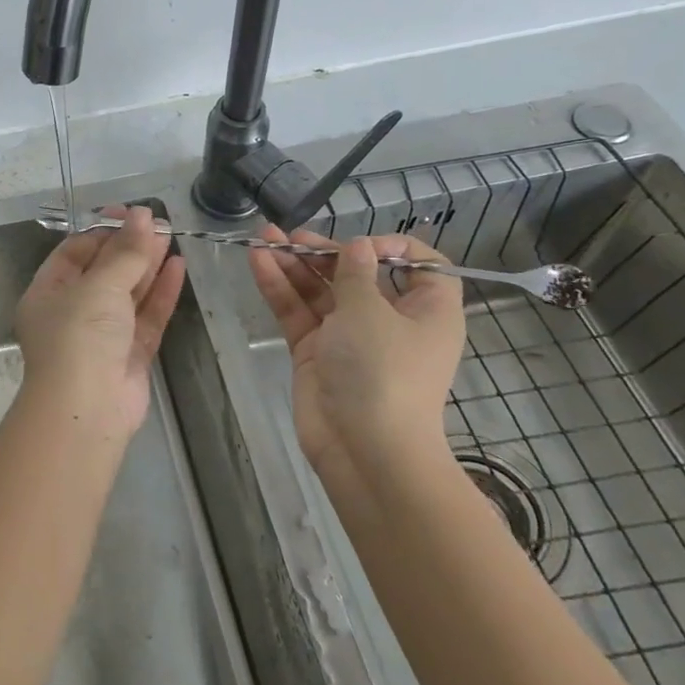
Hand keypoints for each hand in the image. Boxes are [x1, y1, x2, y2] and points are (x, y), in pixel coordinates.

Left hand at [16, 205, 186, 435]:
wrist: (87, 409)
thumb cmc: (79, 336)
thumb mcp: (99, 286)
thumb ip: (125, 252)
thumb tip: (141, 215)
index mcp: (48, 293)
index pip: (74, 252)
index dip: (102, 231)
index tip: (129, 214)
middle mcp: (72, 312)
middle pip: (103, 271)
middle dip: (129, 247)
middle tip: (157, 222)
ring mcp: (102, 335)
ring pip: (127, 293)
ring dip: (147, 266)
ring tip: (171, 236)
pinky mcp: (130, 354)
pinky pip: (146, 317)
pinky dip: (161, 293)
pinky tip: (178, 267)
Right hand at [248, 229, 465, 491]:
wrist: (365, 450)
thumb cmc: (383, 372)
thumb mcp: (371, 312)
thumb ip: (355, 273)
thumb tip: (358, 246)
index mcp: (426, 311)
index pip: (420, 267)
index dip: (393, 247)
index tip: (361, 245)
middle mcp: (389, 320)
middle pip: (357, 274)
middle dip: (324, 252)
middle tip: (292, 235)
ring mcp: (348, 337)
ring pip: (320, 291)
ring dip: (293, 264)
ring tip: (262, 238)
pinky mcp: (316, 352)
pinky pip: (298, 312)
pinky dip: (280, 287)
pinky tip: (258, 261)